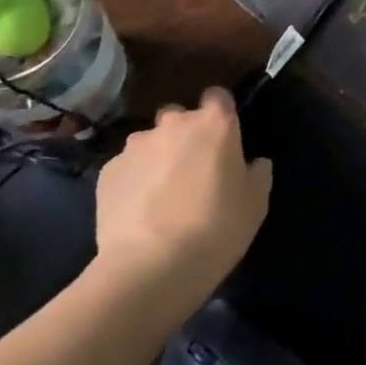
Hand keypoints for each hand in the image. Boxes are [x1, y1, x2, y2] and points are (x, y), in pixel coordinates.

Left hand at [90, 88, 271, 299]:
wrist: (150, 267)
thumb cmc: (216, 228)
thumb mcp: (256, 203)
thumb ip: (258, 173)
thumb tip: (253, 162)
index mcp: (215, 123)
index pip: (218, 96)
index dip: (221, 114)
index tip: (223, 139)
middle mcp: (174, 124)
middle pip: (180, 117)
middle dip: (185, 136)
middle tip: (193, 171)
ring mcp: (136, 146)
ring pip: (150, 142)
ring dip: (157, 158)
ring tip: (160, 196)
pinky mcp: (108, 172)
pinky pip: (127, 168)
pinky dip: (133, 182)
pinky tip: (138, 212)